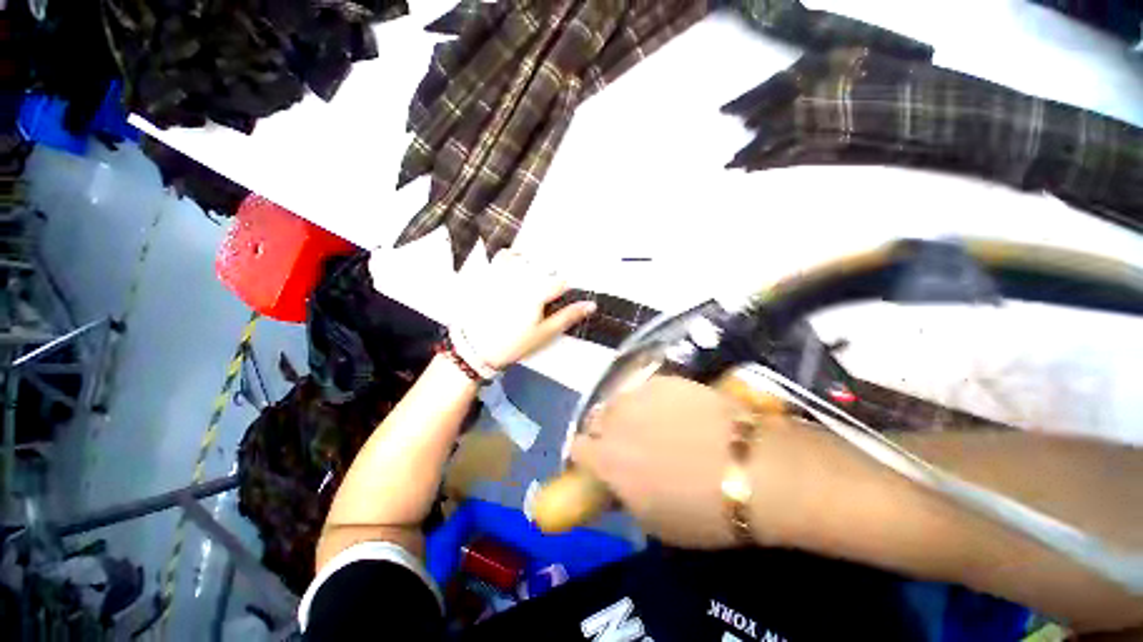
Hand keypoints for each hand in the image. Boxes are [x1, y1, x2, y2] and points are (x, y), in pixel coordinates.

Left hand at [454, 252, 595, 370]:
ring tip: (530, 277)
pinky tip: (512, 269)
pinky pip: (501, 257)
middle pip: (543, 266)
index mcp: (537, 292)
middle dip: (548, 276)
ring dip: (530, 263)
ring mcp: (503, 275)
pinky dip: (509, 258)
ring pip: (523, 257)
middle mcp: (521, 278)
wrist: (475, 348)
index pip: (561, 282)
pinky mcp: (488, 276)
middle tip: (543, 294)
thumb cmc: (512, 343)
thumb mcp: (545, 333)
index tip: (561, 297)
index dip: (565, 290)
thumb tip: (590, 305)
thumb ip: (568, 316)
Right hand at [568, 377, 744, 547]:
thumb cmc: (701, 510)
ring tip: (652, 423)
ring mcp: (639, 394)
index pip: (577, 447)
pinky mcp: (664, 380)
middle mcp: (615, 420)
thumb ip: (624, 494)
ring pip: (620, 400)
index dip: (588, 456)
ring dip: (628, 412)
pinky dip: (653, 399)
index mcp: (606, 458)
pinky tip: (675, 409)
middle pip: (596, 418)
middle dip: (606, 430)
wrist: (750, 468)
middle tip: (629, 442)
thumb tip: (616, 481)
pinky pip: (646, 388)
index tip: (601, 463)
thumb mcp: (653, 520)